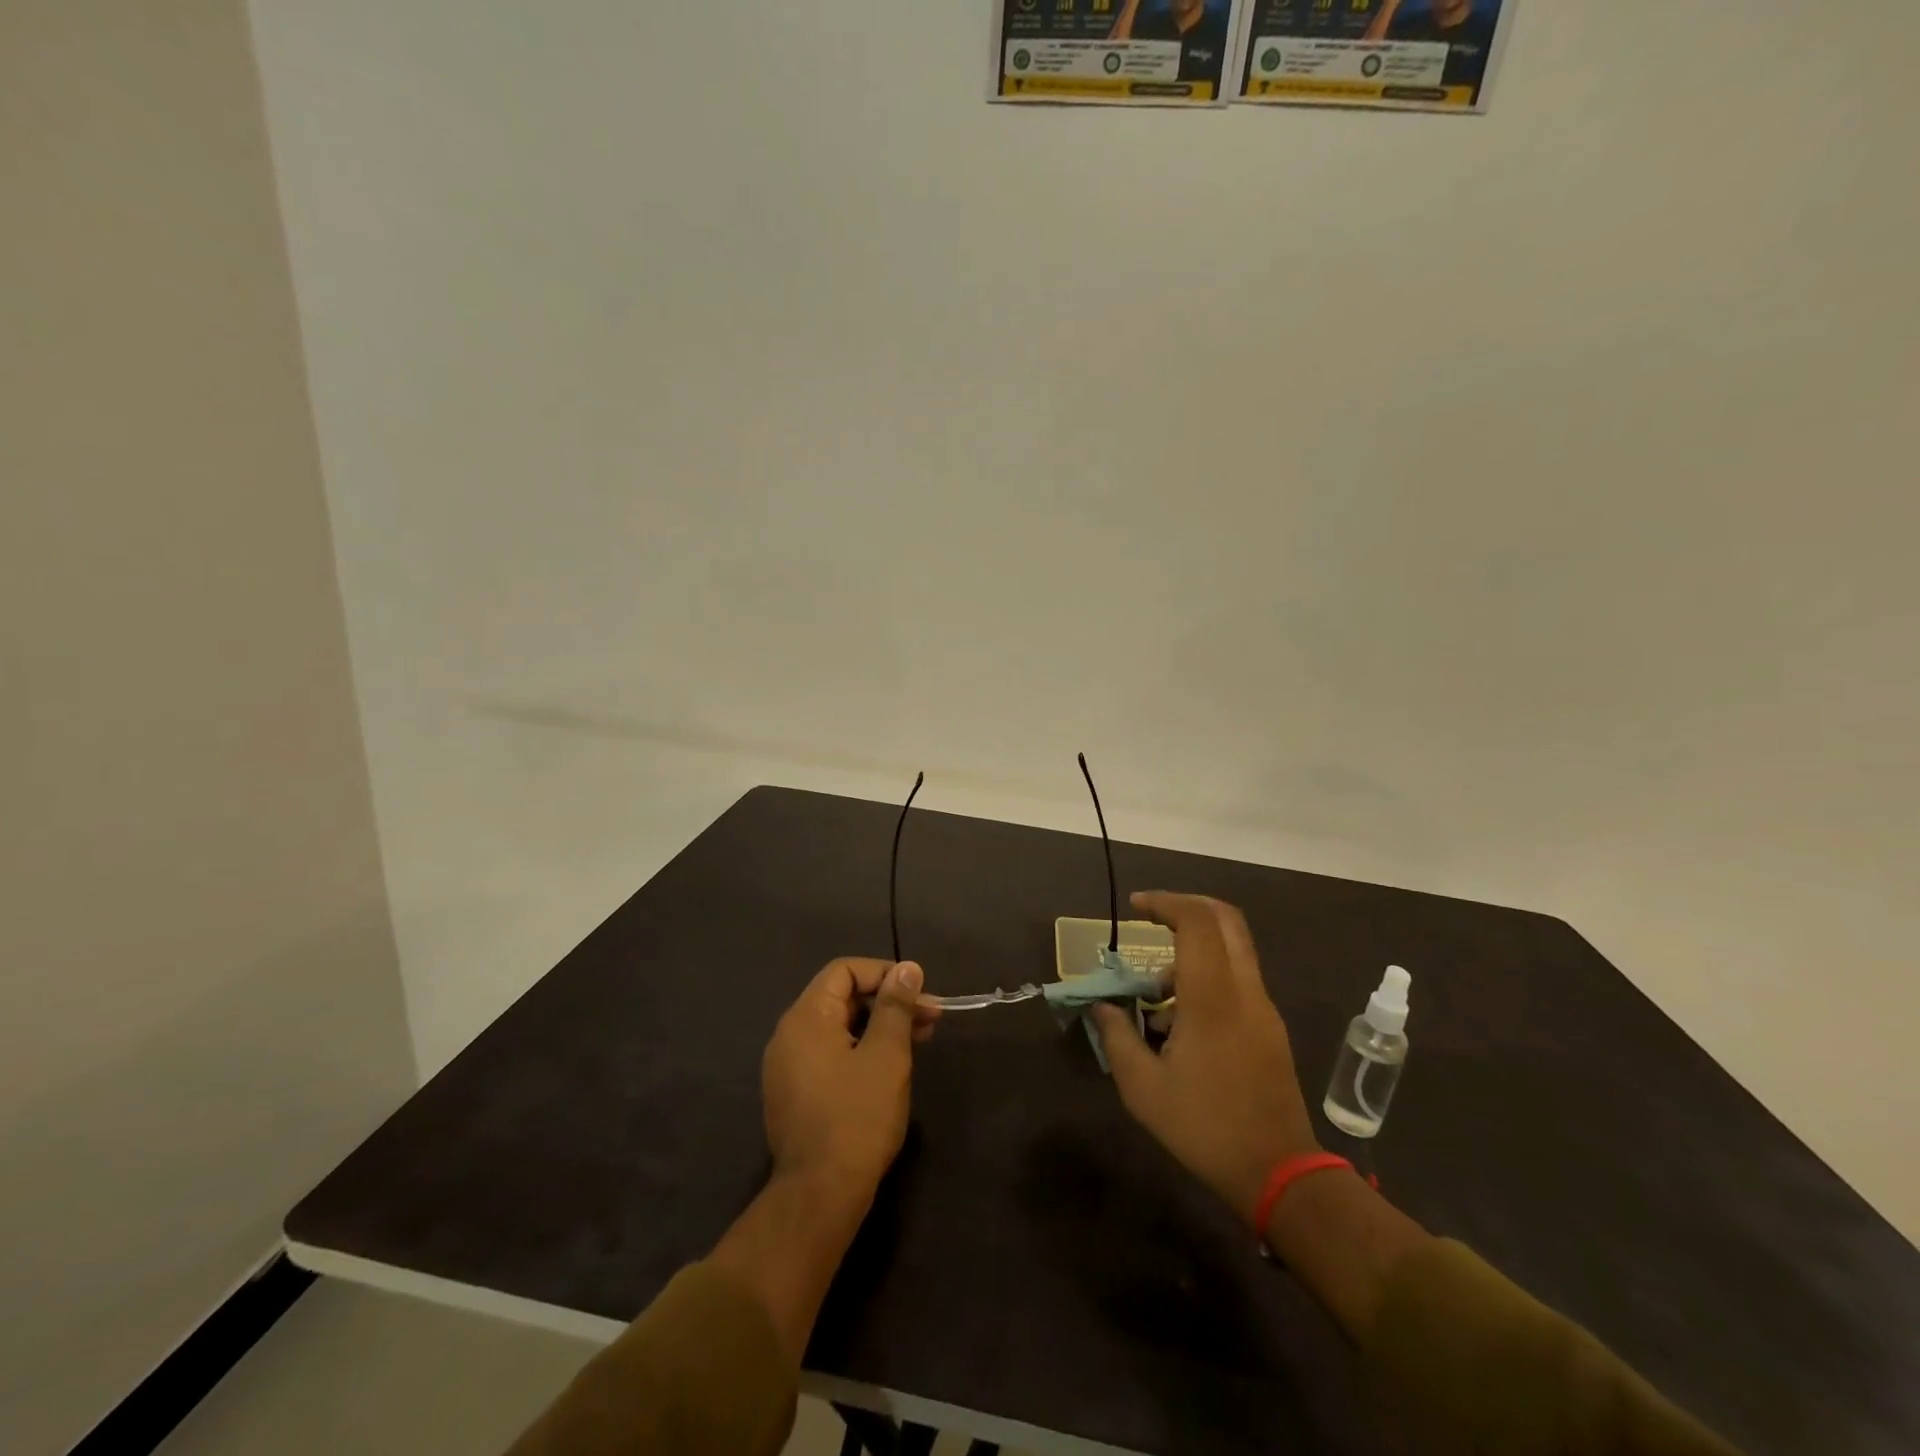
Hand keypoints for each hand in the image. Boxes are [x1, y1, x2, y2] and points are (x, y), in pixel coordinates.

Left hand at [713, 958, 938, 1362]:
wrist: (819, 1196)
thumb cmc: (857, 1117)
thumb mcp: (886, 1055)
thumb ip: (895, 1006)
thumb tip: (907, 968)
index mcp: (806, 1017)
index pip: (844, 970)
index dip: (884, 973)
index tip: (919, 992)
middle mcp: (789, 1034)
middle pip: (841, 997)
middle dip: (888, 1002)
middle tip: (930, 1018)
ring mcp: (787, 1066)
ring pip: (839, 1027)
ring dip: (879, 1026)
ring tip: (919, 1041)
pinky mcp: (794, 1093)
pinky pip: (830, 1053)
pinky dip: (861, 1049)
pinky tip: (890, 1067)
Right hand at [1092, 892, 1319, 1222]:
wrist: (1280, 1173)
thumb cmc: (1205, 1127)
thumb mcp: (1143, 1088)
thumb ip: (1117, 1037)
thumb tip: (1102, 1006)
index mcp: (1212, 997)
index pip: (1197, 921)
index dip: (1165, 902)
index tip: (1135, 907)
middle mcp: (1244, 990)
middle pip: (1225, 919)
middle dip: (1185, 907)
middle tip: (1151, 919)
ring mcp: (1263, 1007)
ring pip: (1231, 949)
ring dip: (1192, 952)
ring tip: (1155, 998)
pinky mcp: (1270, 1026)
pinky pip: (1237, 978)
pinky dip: (1206, 976)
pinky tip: (1179, 1023)